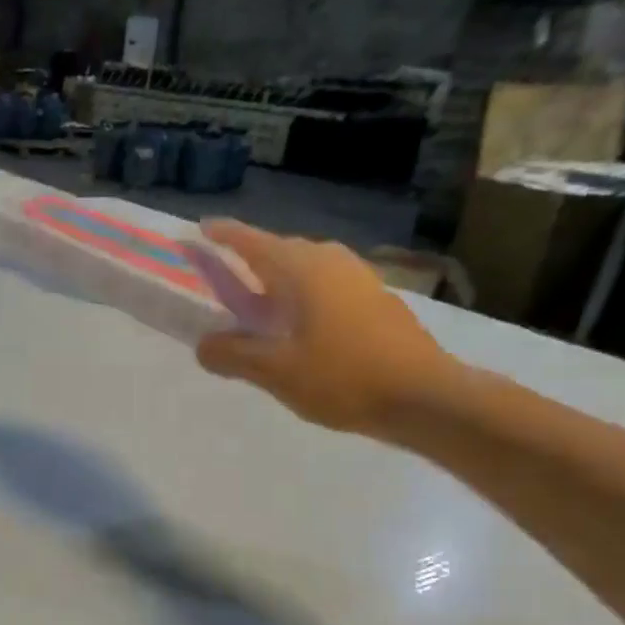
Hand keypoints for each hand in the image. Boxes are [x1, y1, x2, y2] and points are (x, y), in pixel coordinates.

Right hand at [196, 219, 461, 437]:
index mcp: (301, 269)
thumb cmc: (343, 377)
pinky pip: (326, 286)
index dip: (223, 234)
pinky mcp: (376, 298)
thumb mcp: (275, 372)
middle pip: (279, 252)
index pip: (251, 241)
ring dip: (278, 283)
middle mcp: (330, 261)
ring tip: (261, 311)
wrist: (424, 395)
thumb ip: (232, 355)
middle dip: (249, 262)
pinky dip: (303, 298)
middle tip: (225, 284)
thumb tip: (203, 345)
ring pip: (306, 269)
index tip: (201, 229)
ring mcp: (358, 277)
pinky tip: (301, 330)